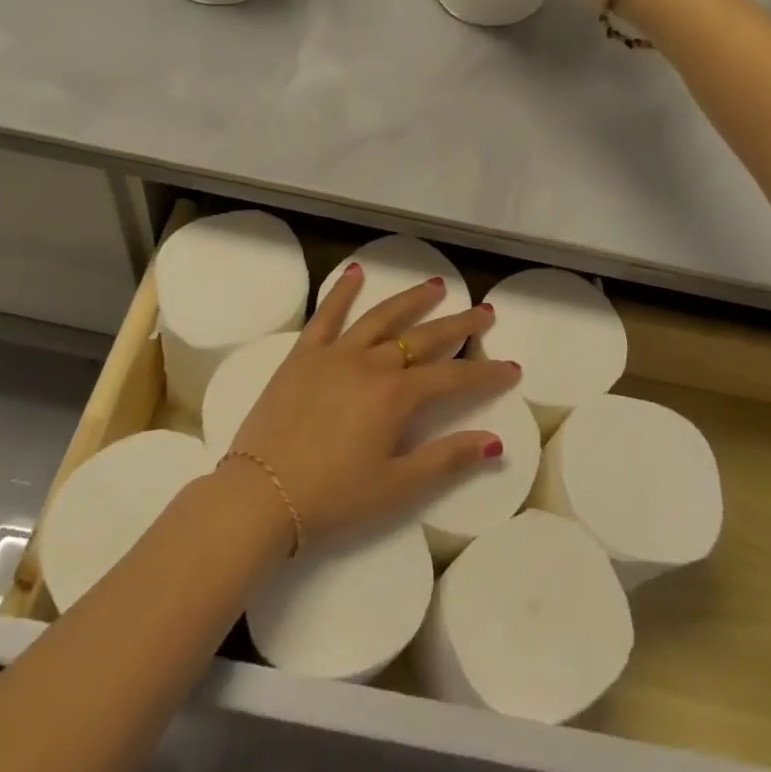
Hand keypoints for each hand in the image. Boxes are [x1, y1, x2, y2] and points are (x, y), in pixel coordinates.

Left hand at [225, 265, 517, 549]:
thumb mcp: (396, 488)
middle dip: (459, 325)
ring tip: (435, 285)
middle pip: (423, 338)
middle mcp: (370, 364)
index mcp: (396, 396)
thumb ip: (446, 460)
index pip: (453, 378)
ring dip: (411, 300)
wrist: (259, 496)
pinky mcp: (302, 355)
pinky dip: (342, 292)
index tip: (511, 367)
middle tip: (485, 311)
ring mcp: (334, 354)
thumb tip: (494, 442)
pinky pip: (326, 316)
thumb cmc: (331, 498)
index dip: (485, 373)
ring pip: (381, 318)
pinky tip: (355, 273)